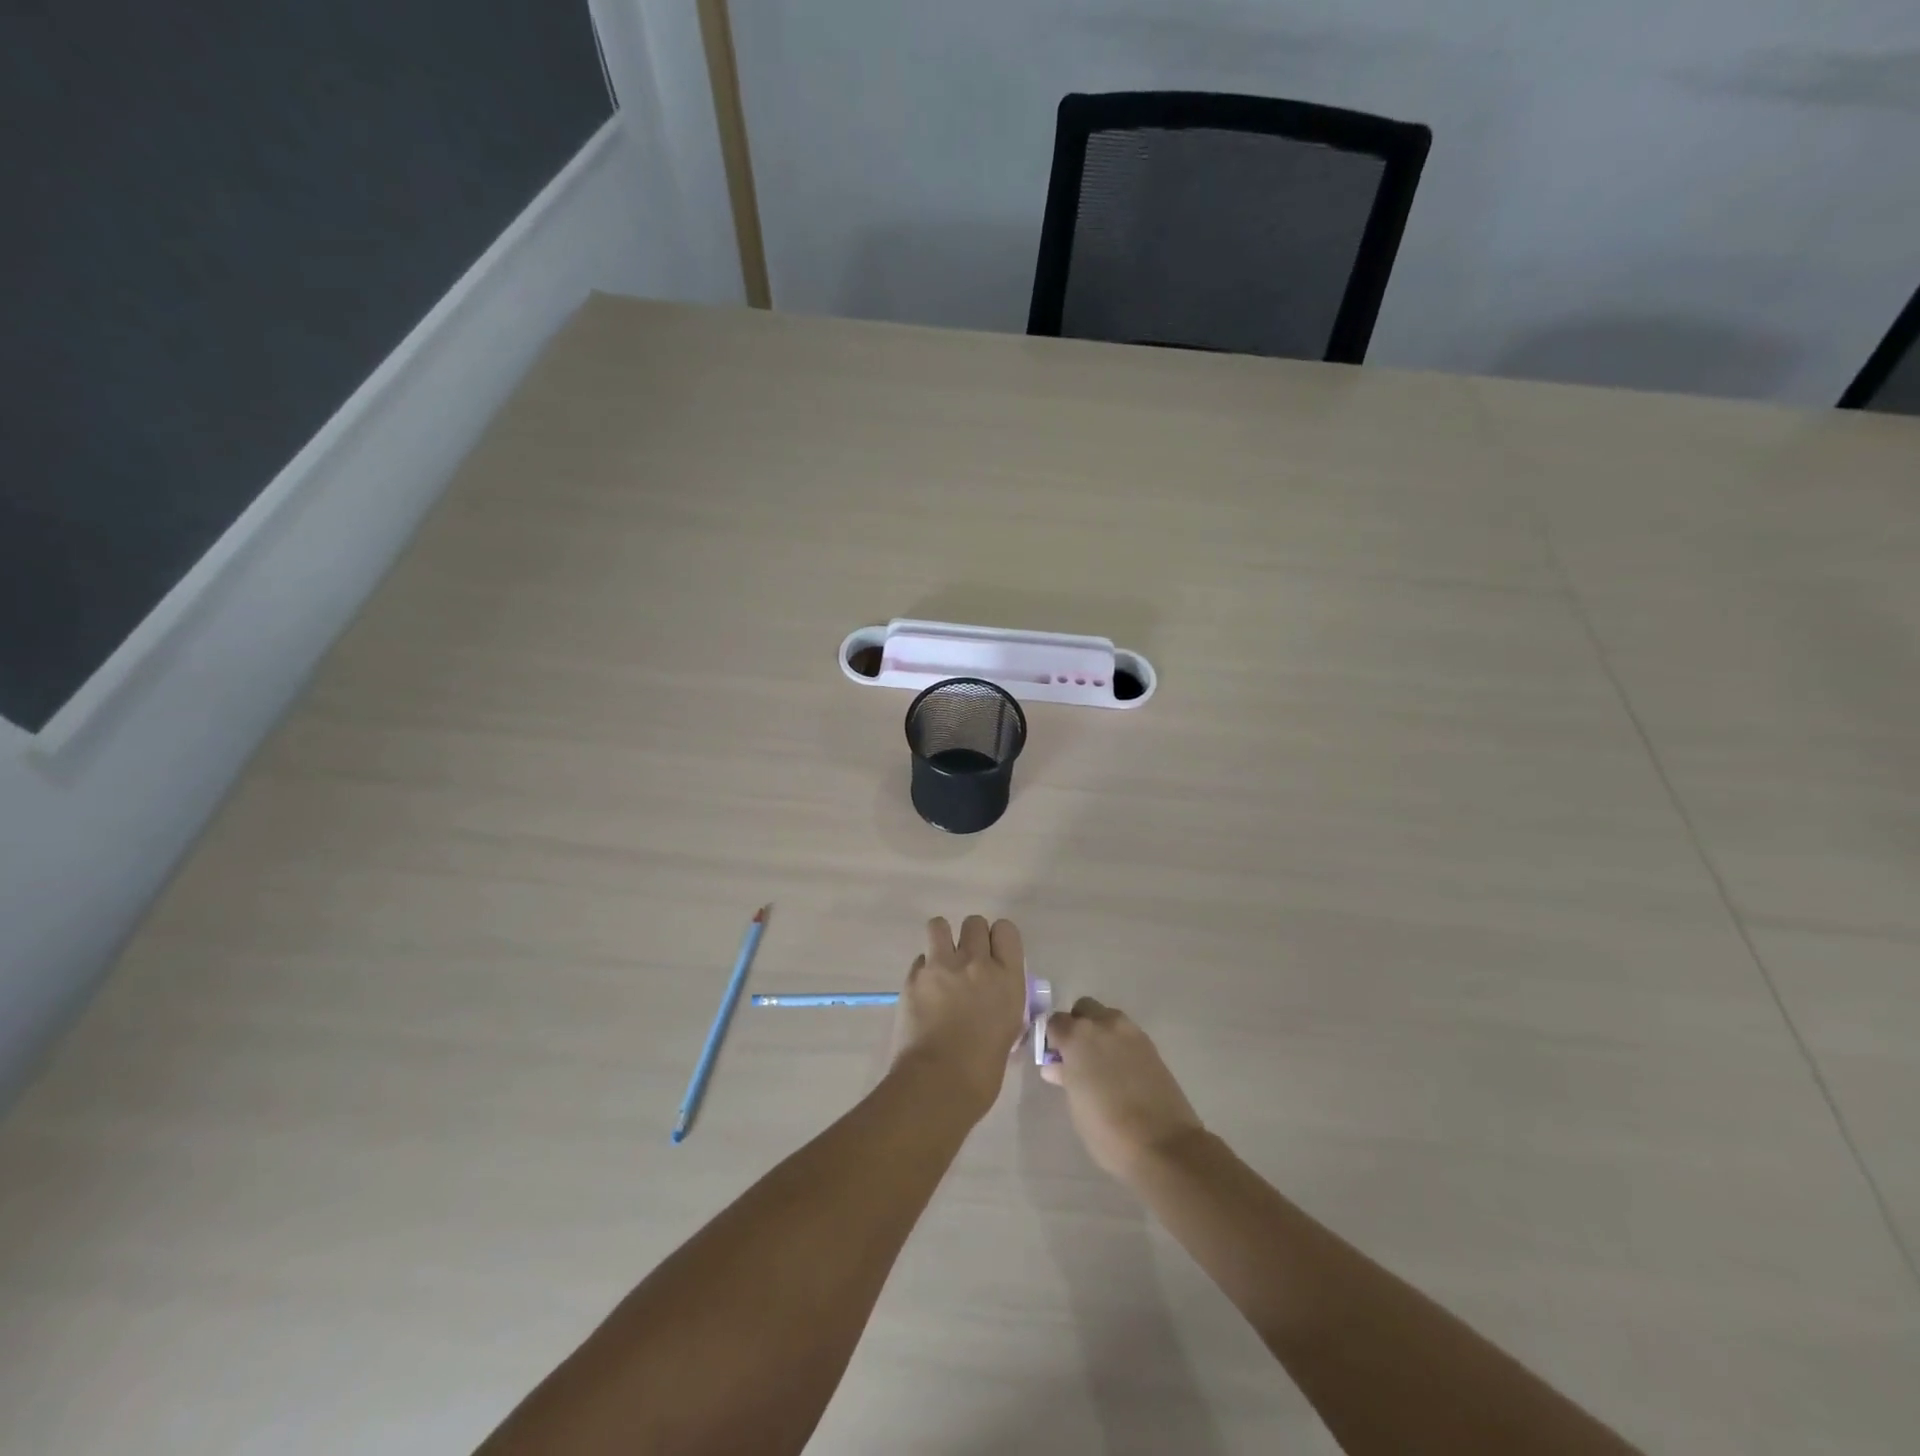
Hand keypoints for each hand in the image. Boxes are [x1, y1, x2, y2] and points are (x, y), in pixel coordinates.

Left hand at [891, 916, 1028, 1118]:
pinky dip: (923, 969)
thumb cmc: (983, 1070)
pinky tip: (924, 990)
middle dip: (971, 937)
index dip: (998, 939)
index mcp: (1007, 978)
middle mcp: (977, 963)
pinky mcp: (914, 976)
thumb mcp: (1009, 1029)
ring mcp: (943, 966)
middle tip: (966, 961)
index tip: (994, 954)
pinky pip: (920, 958)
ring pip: (940, 925)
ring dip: (942, 939)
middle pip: (974, 922)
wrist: (939, 1083)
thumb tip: (994, 998)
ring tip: (941, 961)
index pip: (1006, 930)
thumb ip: (1003, 1002)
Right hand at [1041, 998, 1204, 1180]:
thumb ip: (1065, 1077)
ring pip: (1107, 1018)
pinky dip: (1119, 1045)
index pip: (1055, 1022)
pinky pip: (1127, 1034)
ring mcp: (1131, 1032)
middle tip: (1077, 1057)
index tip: (1055, 1059)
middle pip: (1084, 1009)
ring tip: (1102, 1066)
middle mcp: (1104, 1024)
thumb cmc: (1108, 1130)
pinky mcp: (1152, 1045)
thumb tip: (1056, 1066)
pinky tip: (1122, 1072)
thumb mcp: (1076, 1105)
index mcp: (1077, 1036)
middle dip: (1077, 1026)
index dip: (1052, 1039)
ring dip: (1100, 1032)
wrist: (1164, 1145)